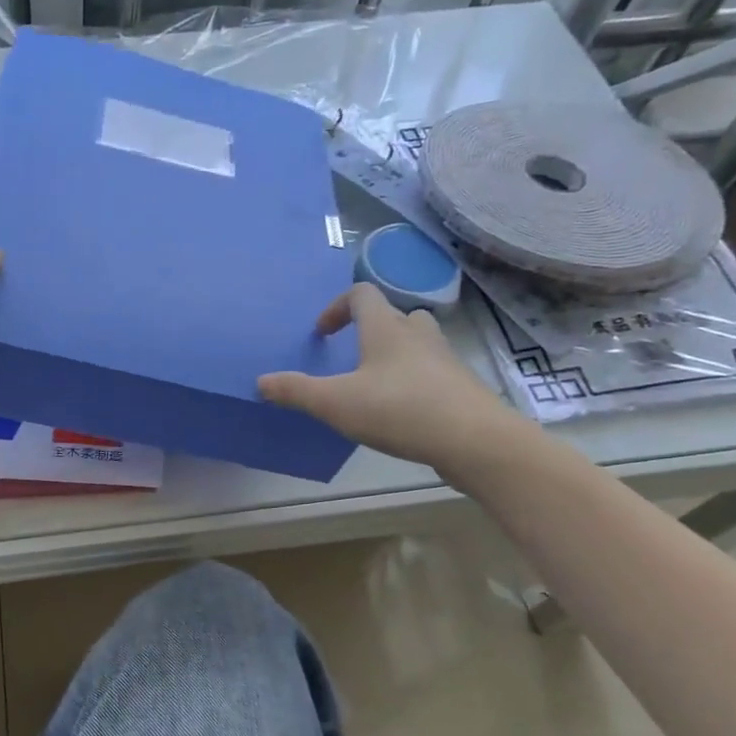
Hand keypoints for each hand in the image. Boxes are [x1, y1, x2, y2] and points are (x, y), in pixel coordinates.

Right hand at [258, 284, 533, 477]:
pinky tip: (401, 413)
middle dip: (371, 330)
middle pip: (395, 315)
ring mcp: (445, 359)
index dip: (337, 307)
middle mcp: (418, 335)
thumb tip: (260, 381)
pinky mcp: (461, 386)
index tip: (322, 334)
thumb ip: (296, 391)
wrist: (475, 441)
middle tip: (352, 356)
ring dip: (395, 354)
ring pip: (417, 343)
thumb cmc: (399, 410)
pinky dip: (414, 382)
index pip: (361, 295)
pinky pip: (432, 372)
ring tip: (375, 385)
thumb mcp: (335, 403)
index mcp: (386, 328)